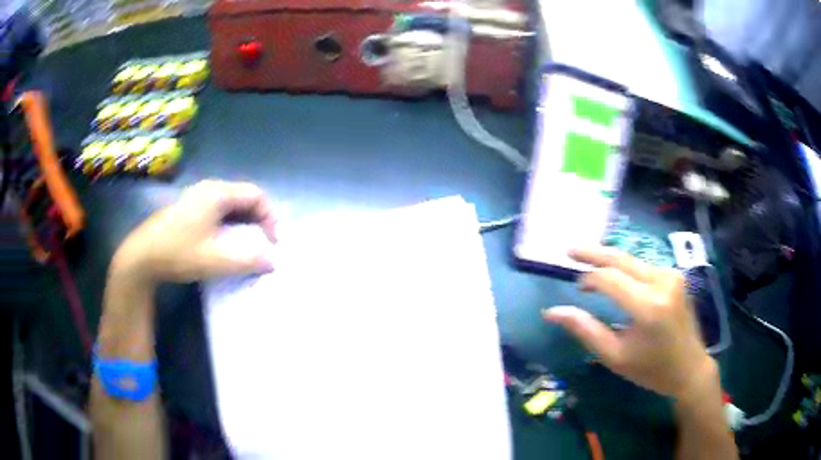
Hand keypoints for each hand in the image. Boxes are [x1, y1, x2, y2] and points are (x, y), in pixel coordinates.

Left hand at [110, 180, 277, 285]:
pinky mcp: (189, 207)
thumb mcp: (216, 261)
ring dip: (244, 222)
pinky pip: (218, 209)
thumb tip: (273, 261)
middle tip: (264, 243)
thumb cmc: (179, 253)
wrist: (142, 256)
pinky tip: (226, 240)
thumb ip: (248, 260)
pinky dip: (230, 223)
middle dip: (259, 219)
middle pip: (244, 196)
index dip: (270, 217)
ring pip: (231, 203)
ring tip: (248, 243)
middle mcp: (209, 188)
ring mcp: (197, 196)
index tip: (272, 243)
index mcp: (217, 194)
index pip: (256, 195)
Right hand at [544, 247, 713, 399]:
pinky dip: (626, 268)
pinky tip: (616, 275)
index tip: (575, 285)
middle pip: (621, 258)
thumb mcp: (614, 357)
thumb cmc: (651, 369)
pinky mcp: (675, 276)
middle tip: (569, 250)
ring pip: (632, 260)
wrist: (690, 368)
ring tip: (589, 264)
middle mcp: (662, 282)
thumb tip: (552, 312)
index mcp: (647, 306)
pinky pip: (643, 266)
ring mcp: (672, 275)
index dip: (588, 277)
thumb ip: (585, 330)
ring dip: (610, 261)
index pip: (609, 278)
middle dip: (593, 252)